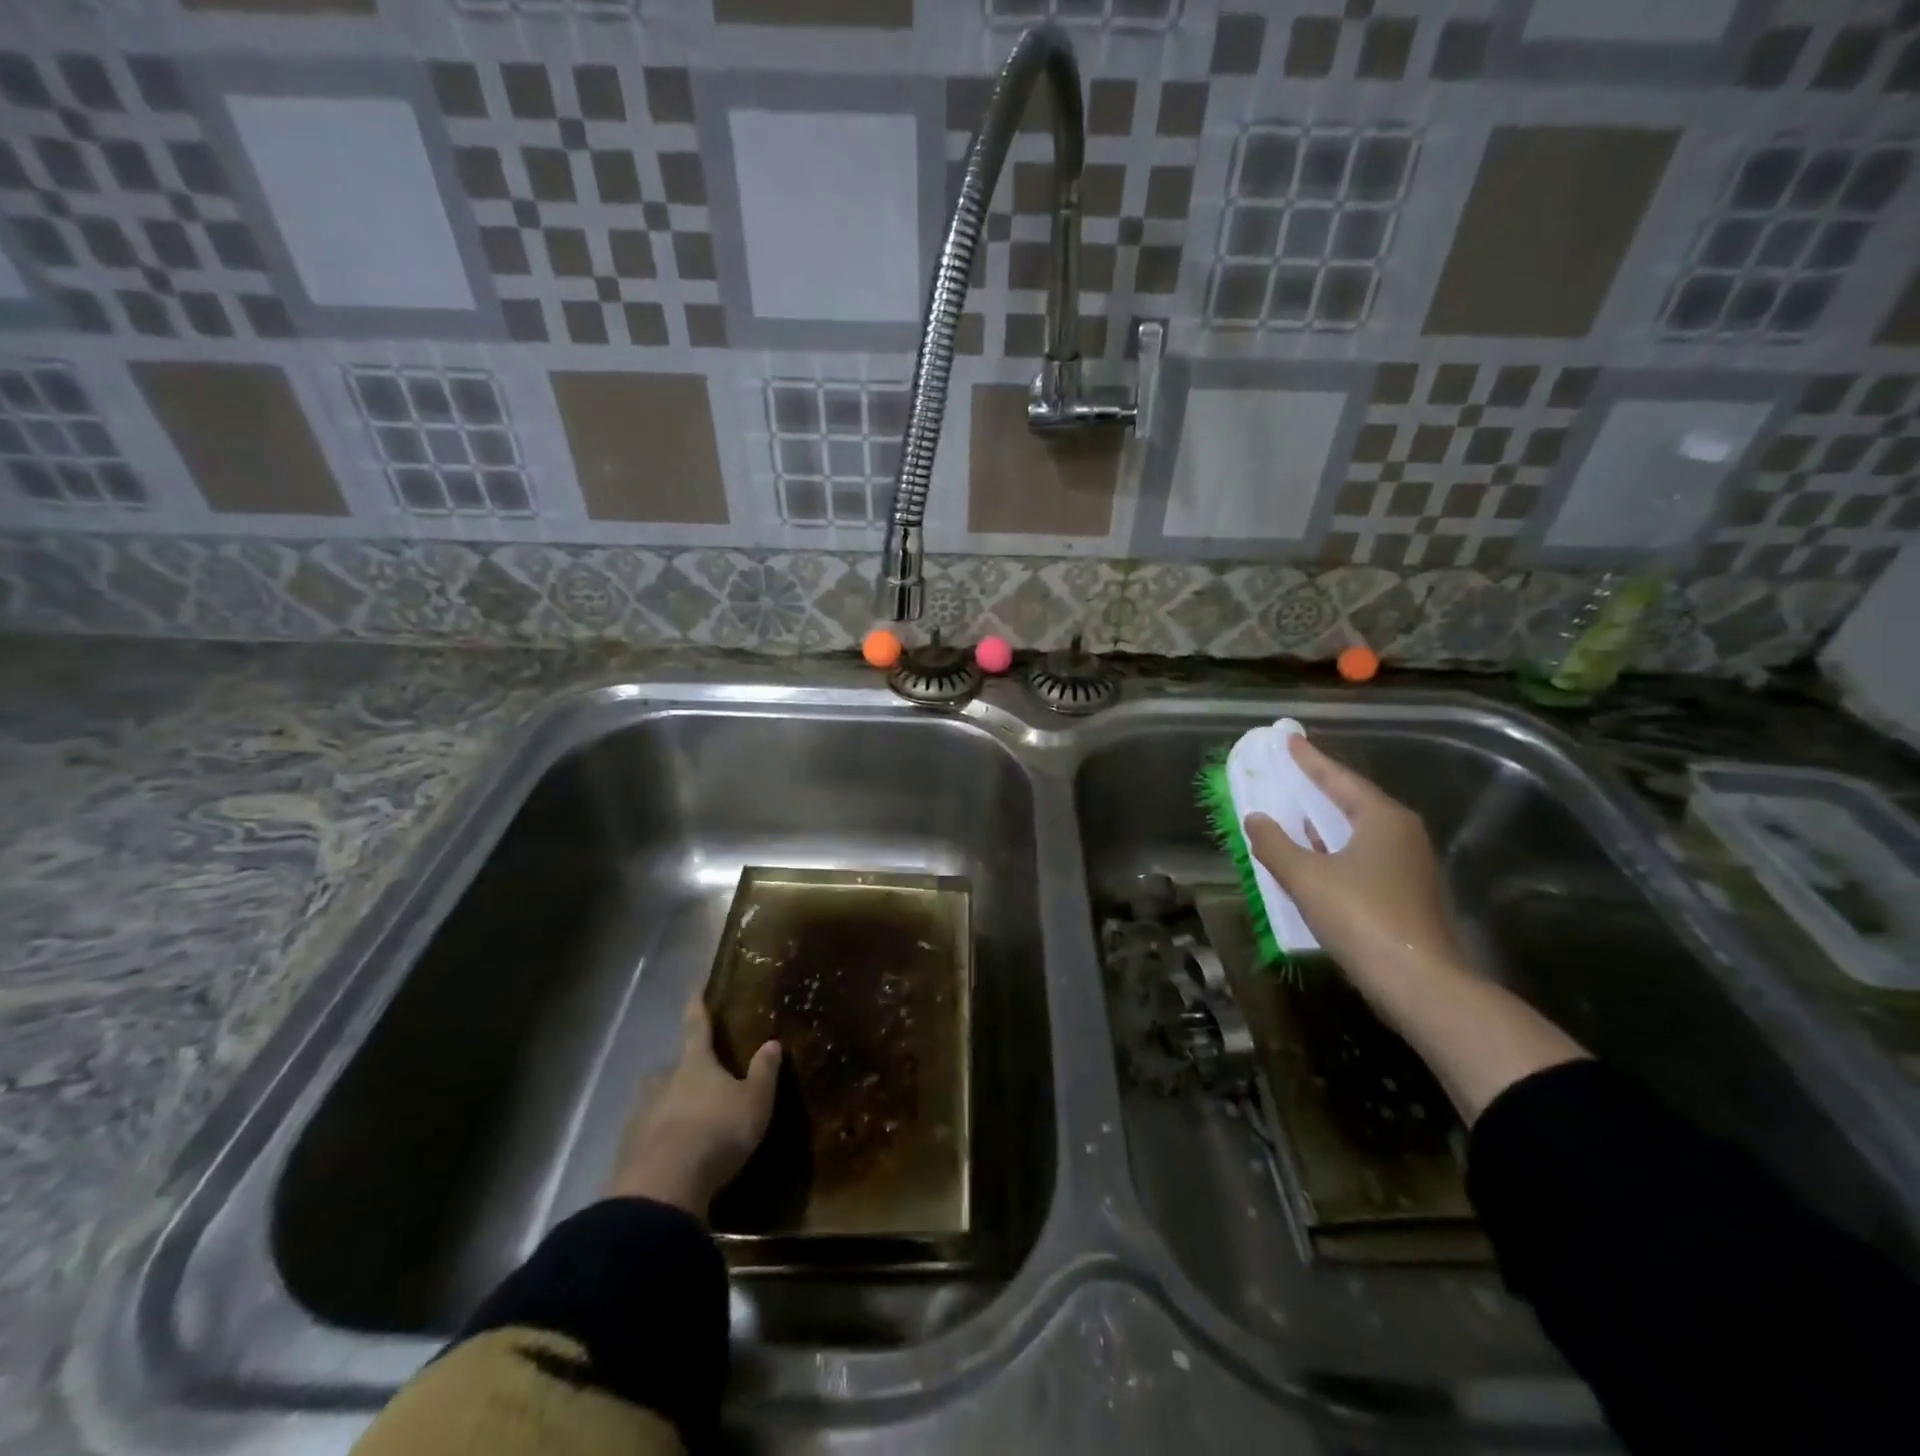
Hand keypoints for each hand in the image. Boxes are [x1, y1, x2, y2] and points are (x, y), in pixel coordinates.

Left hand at [604, 995, 780, 1218]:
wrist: (664, 1186)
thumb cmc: (717, 1132)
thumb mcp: (754, 1102)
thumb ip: (763, 1073)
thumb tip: (772, 1042)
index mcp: (696, 1064)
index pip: (697, 1027)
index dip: (697, 1008)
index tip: (694, 991)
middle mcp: (664, 1082)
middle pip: (668, 1069)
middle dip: (677, 1072)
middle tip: (692, 1082)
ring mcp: (641, 1116)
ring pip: (653, 1102)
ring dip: (664, 1107)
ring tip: (681, 1123)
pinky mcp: (628, 1151)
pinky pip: (644, 1137)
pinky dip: (655, 1141)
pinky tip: (668, 1156)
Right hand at [1242, 735, 1465, 993]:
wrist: (1419, 982)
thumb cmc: (1361, 916)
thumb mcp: (1306, 876)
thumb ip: (1275, 844)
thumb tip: (1255, 819)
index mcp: (1382, 818)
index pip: (1339, 778)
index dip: (1310, 760)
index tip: (1289, 740)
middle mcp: (1402, 833)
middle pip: (1353, 800)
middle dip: (1319, 787)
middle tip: (1291, 770)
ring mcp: (1410, 865)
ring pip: (1359, 830)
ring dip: (1326, 820)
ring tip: (1296, 809)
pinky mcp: (1407, 893)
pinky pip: (1364, 855)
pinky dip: (1336, 848)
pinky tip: (1316, 856)